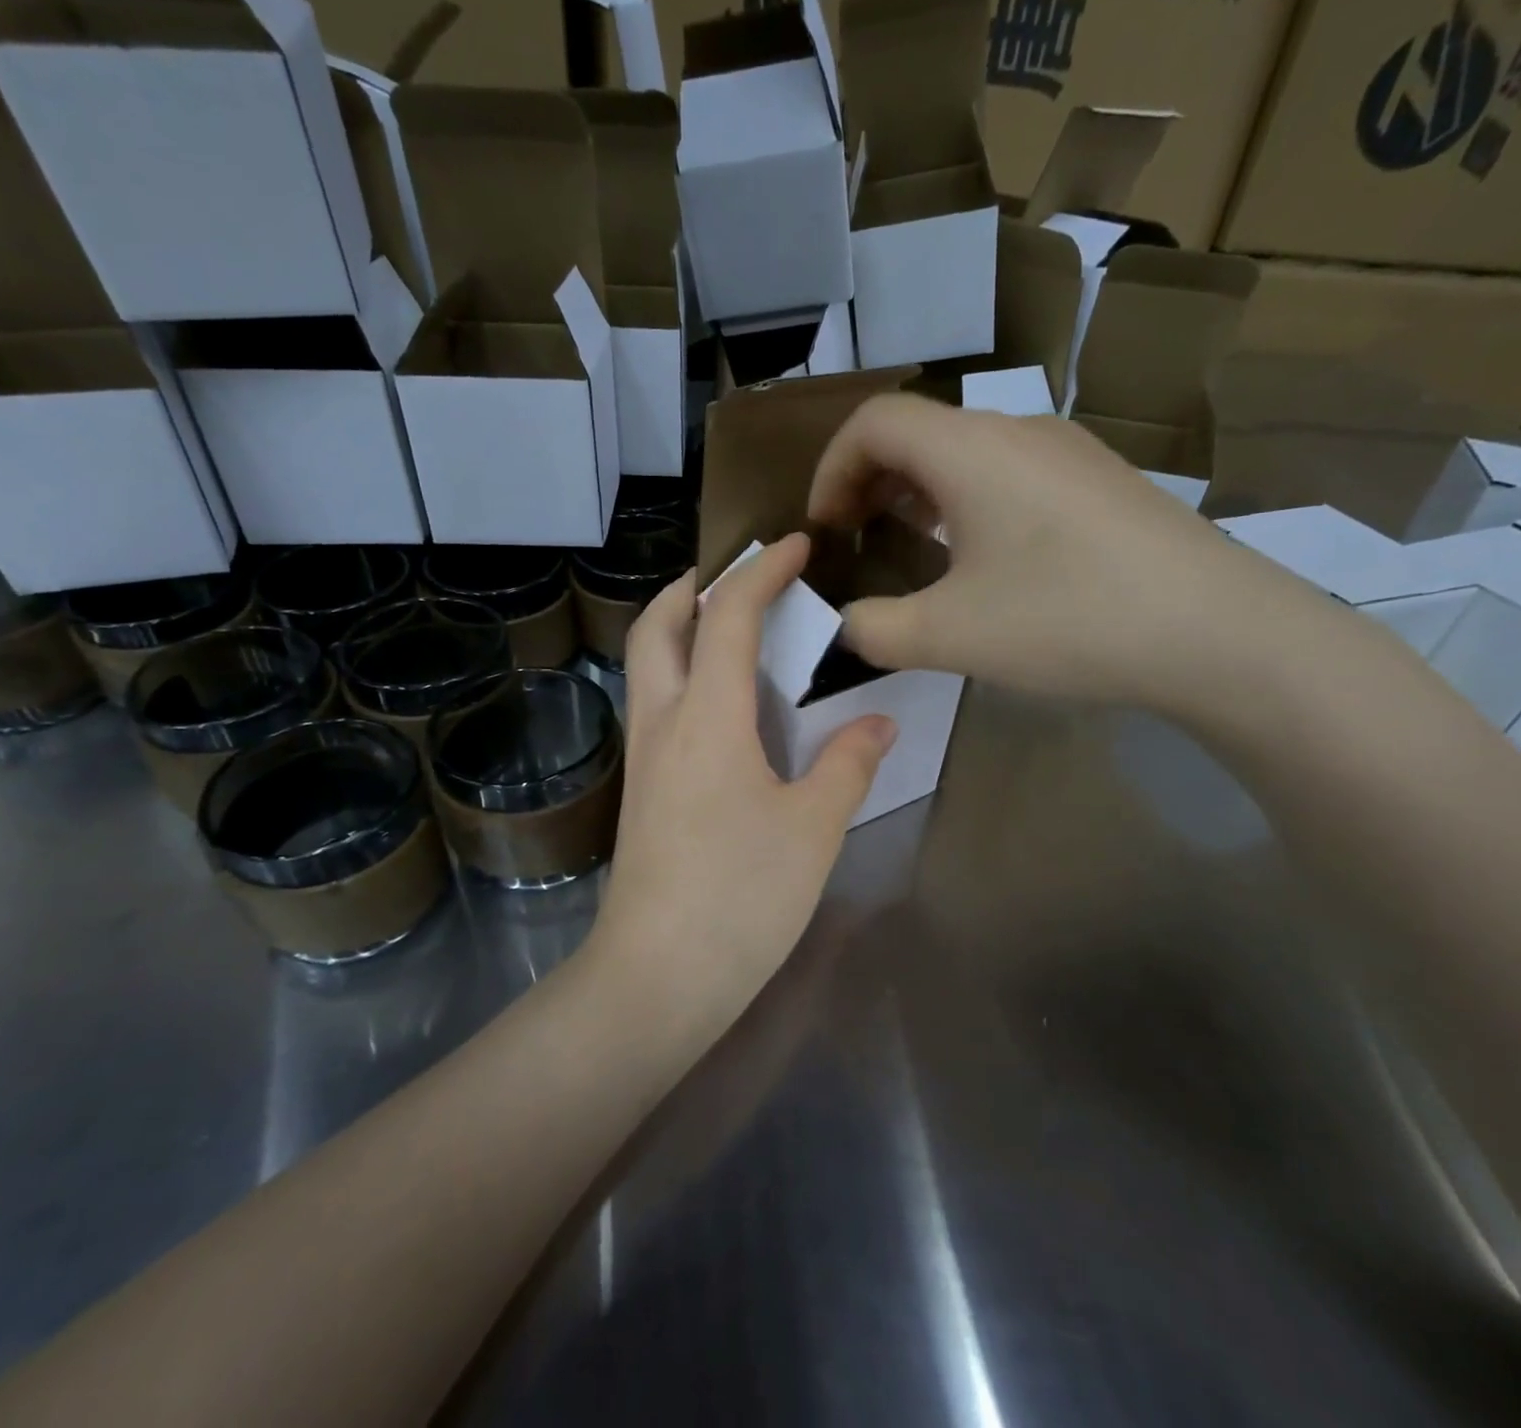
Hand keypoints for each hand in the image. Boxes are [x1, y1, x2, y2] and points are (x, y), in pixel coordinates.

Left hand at [590, 535, 897, 1041]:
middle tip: (736, 576)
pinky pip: (656, 705)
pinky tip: (722, 704)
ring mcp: (645, 757)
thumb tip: (877, 724)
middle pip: (657, 627)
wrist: (658, 974)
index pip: (729, 617)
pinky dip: (682, 675)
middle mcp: (664, 723)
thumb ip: (847, 765)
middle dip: (692, 587)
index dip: (761, 571)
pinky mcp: (643, 790)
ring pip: (648, 666)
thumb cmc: (741, 896)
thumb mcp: (812, 828)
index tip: (796, 545)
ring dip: (680, 629)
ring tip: (731, 630)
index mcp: (708, 717)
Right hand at [808, 394, 1320, 714]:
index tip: (824, 530)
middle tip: (855, 540)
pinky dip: (965, 501)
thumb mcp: (947, 635)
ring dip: (917, 491)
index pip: (873, 421)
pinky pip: (1007, 472)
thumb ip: (872, 630)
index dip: (831, 469)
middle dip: (868, 481)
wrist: (1216, 631)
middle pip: (917, 430)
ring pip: (965, 450)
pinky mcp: (1099, 482)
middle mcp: (1017, 431)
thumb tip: (844, 626)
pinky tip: (978, 557)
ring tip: (905, 544)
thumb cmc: (1066, 619)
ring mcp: (1067, 452)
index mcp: (970, 449)